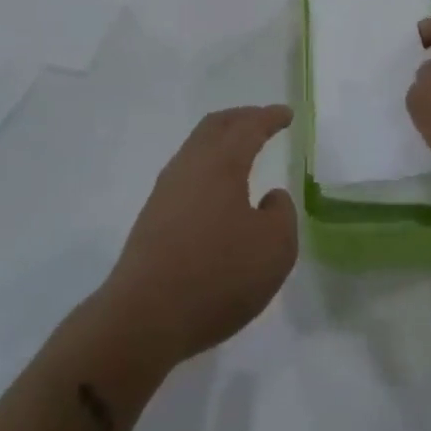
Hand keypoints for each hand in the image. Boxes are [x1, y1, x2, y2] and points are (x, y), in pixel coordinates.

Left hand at [98, 106, 297, 366]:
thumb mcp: (274, 249)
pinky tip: (215, 191)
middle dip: (242, 118)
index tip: (286, 114)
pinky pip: (186, 173)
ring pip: (196, 147)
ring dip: (221, 141)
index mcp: (222, 162)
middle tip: (262, 120)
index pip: (249, 127)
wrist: (144, 316)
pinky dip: (207, 166)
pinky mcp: (153, 216)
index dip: (270, 117)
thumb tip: (270, 197)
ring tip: (240, 152)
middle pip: (216, 126)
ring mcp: (166, 189)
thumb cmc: (217, 275)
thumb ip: (282, 215)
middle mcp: (191, 164)